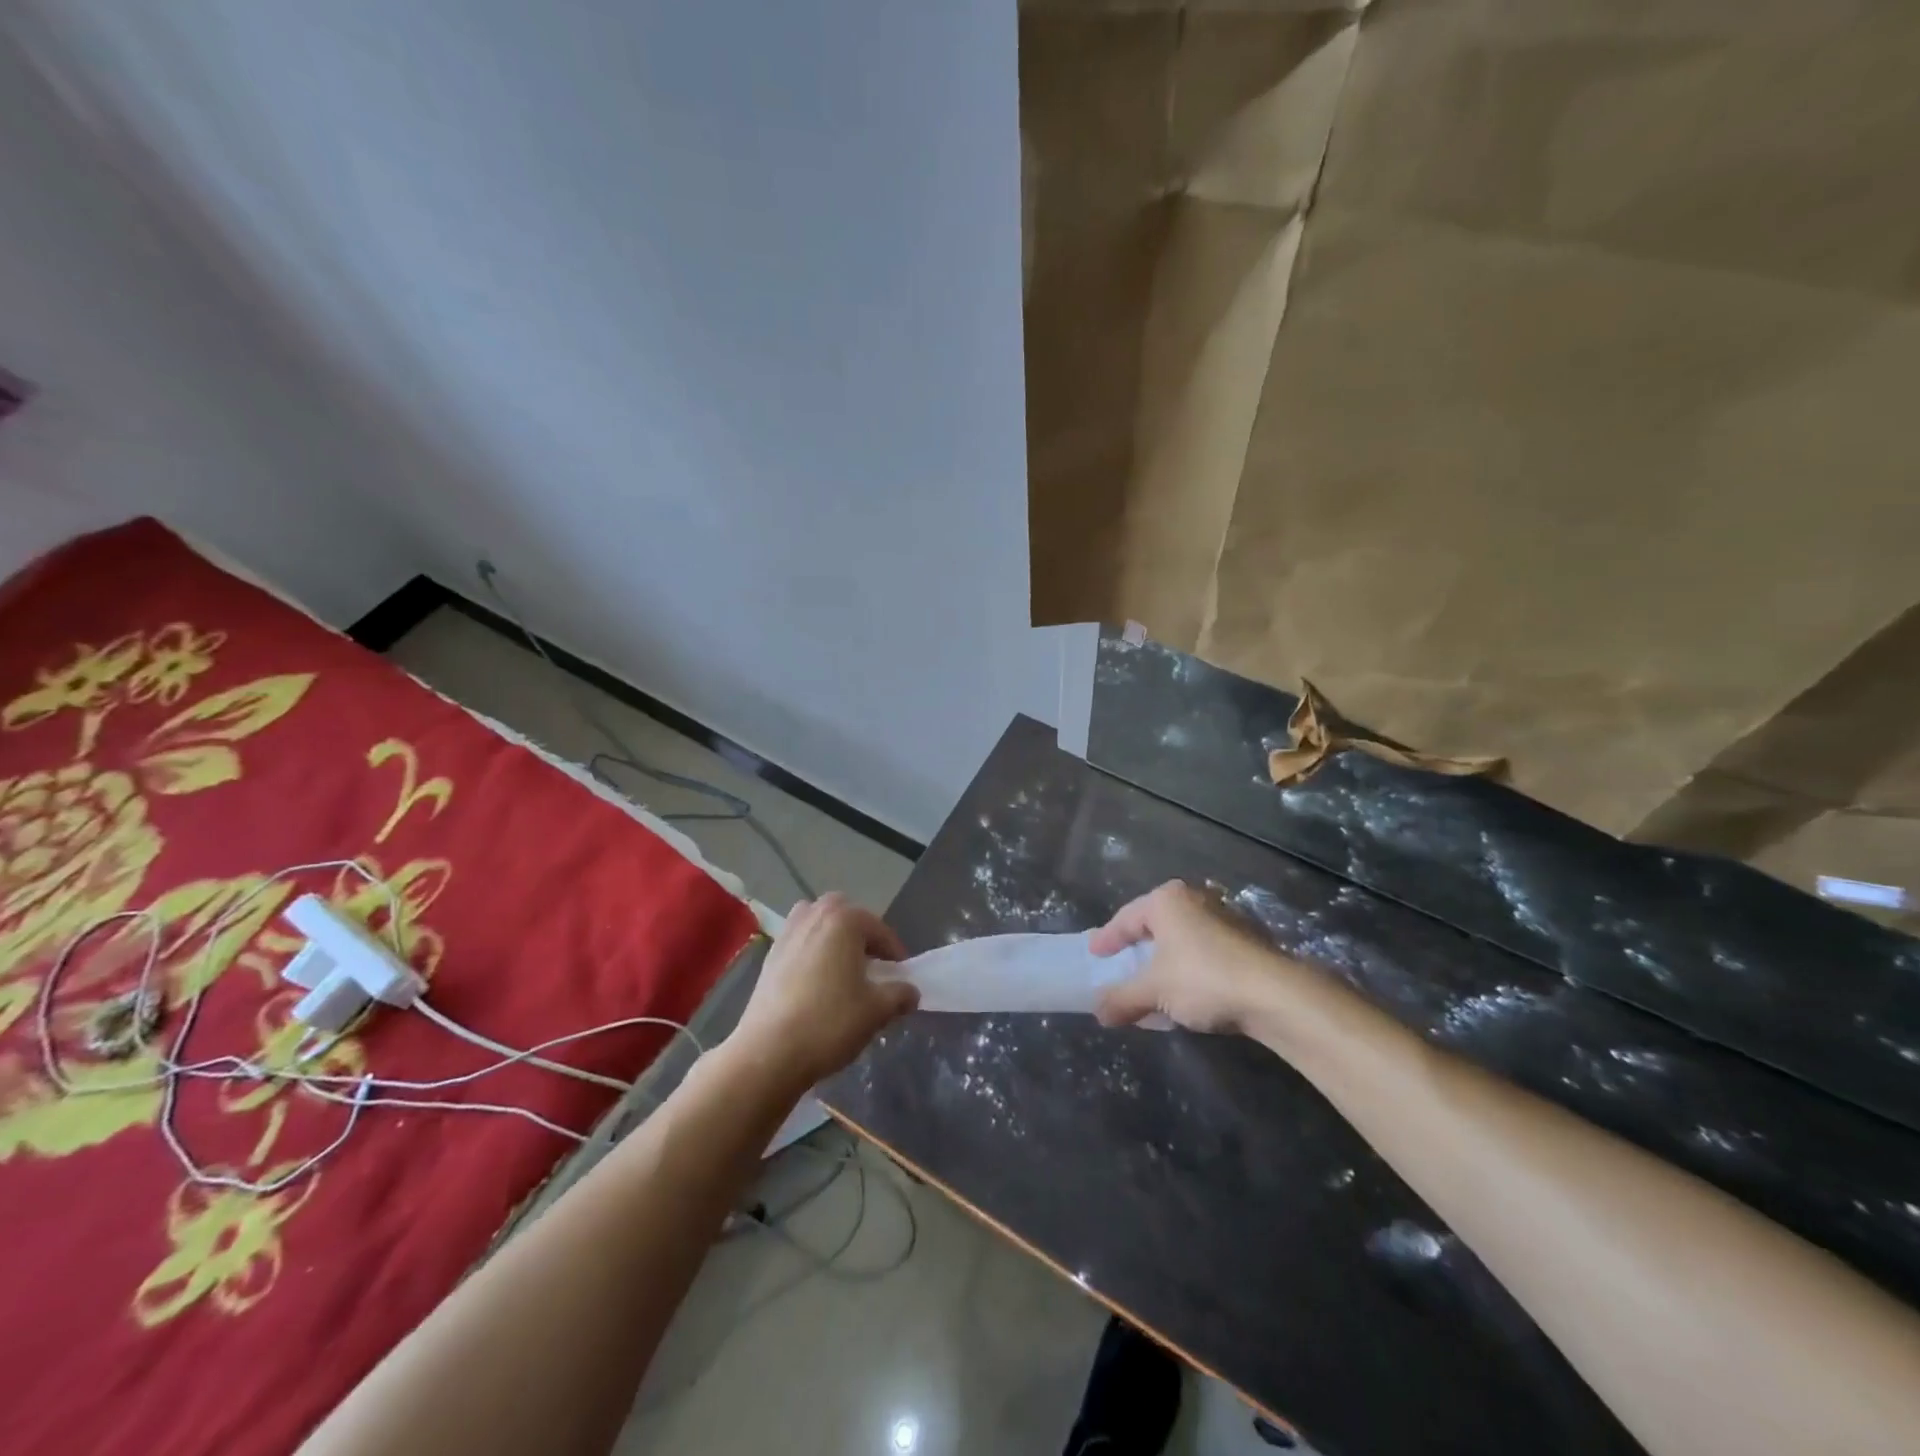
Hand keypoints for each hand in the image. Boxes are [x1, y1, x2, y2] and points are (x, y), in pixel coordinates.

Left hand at [726, 892, 918, 1089]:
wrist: (768, 1052)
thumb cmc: (830, 1023)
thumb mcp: (877, 1011)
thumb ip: (899, 995)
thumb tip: (910, 991)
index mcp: (844, 921)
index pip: (880, 930)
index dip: (895, 953)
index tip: (902, 977)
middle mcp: (814, 916)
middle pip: (844, 914)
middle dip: (860, 934)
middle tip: (871, 966)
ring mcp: (787, 933)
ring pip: (817, 923)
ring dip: (832, 938)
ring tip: (842, 969)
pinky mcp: (769, 956)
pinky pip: (798, 942)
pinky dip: (811, 952)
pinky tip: (815, 983)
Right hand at [1090, 880, 1293, 1035]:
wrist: (1276, 995)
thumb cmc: (1203, 978)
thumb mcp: (1153, 990)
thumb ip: (1122, 998)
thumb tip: (1099, 1012)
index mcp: (1167, 900)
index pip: (1126, 918)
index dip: (1107, 938)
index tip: (1094, 953)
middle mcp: (1194, 900)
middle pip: (1154, 926)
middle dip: (1137, 949)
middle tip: (1120, 965)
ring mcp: (1223, 919)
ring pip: (1181, 940)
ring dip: (1163, 963)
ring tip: (1150, 985)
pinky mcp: (1245, 943)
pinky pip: (1202, 953)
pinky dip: (1187, 971)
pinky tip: (1184, 995)